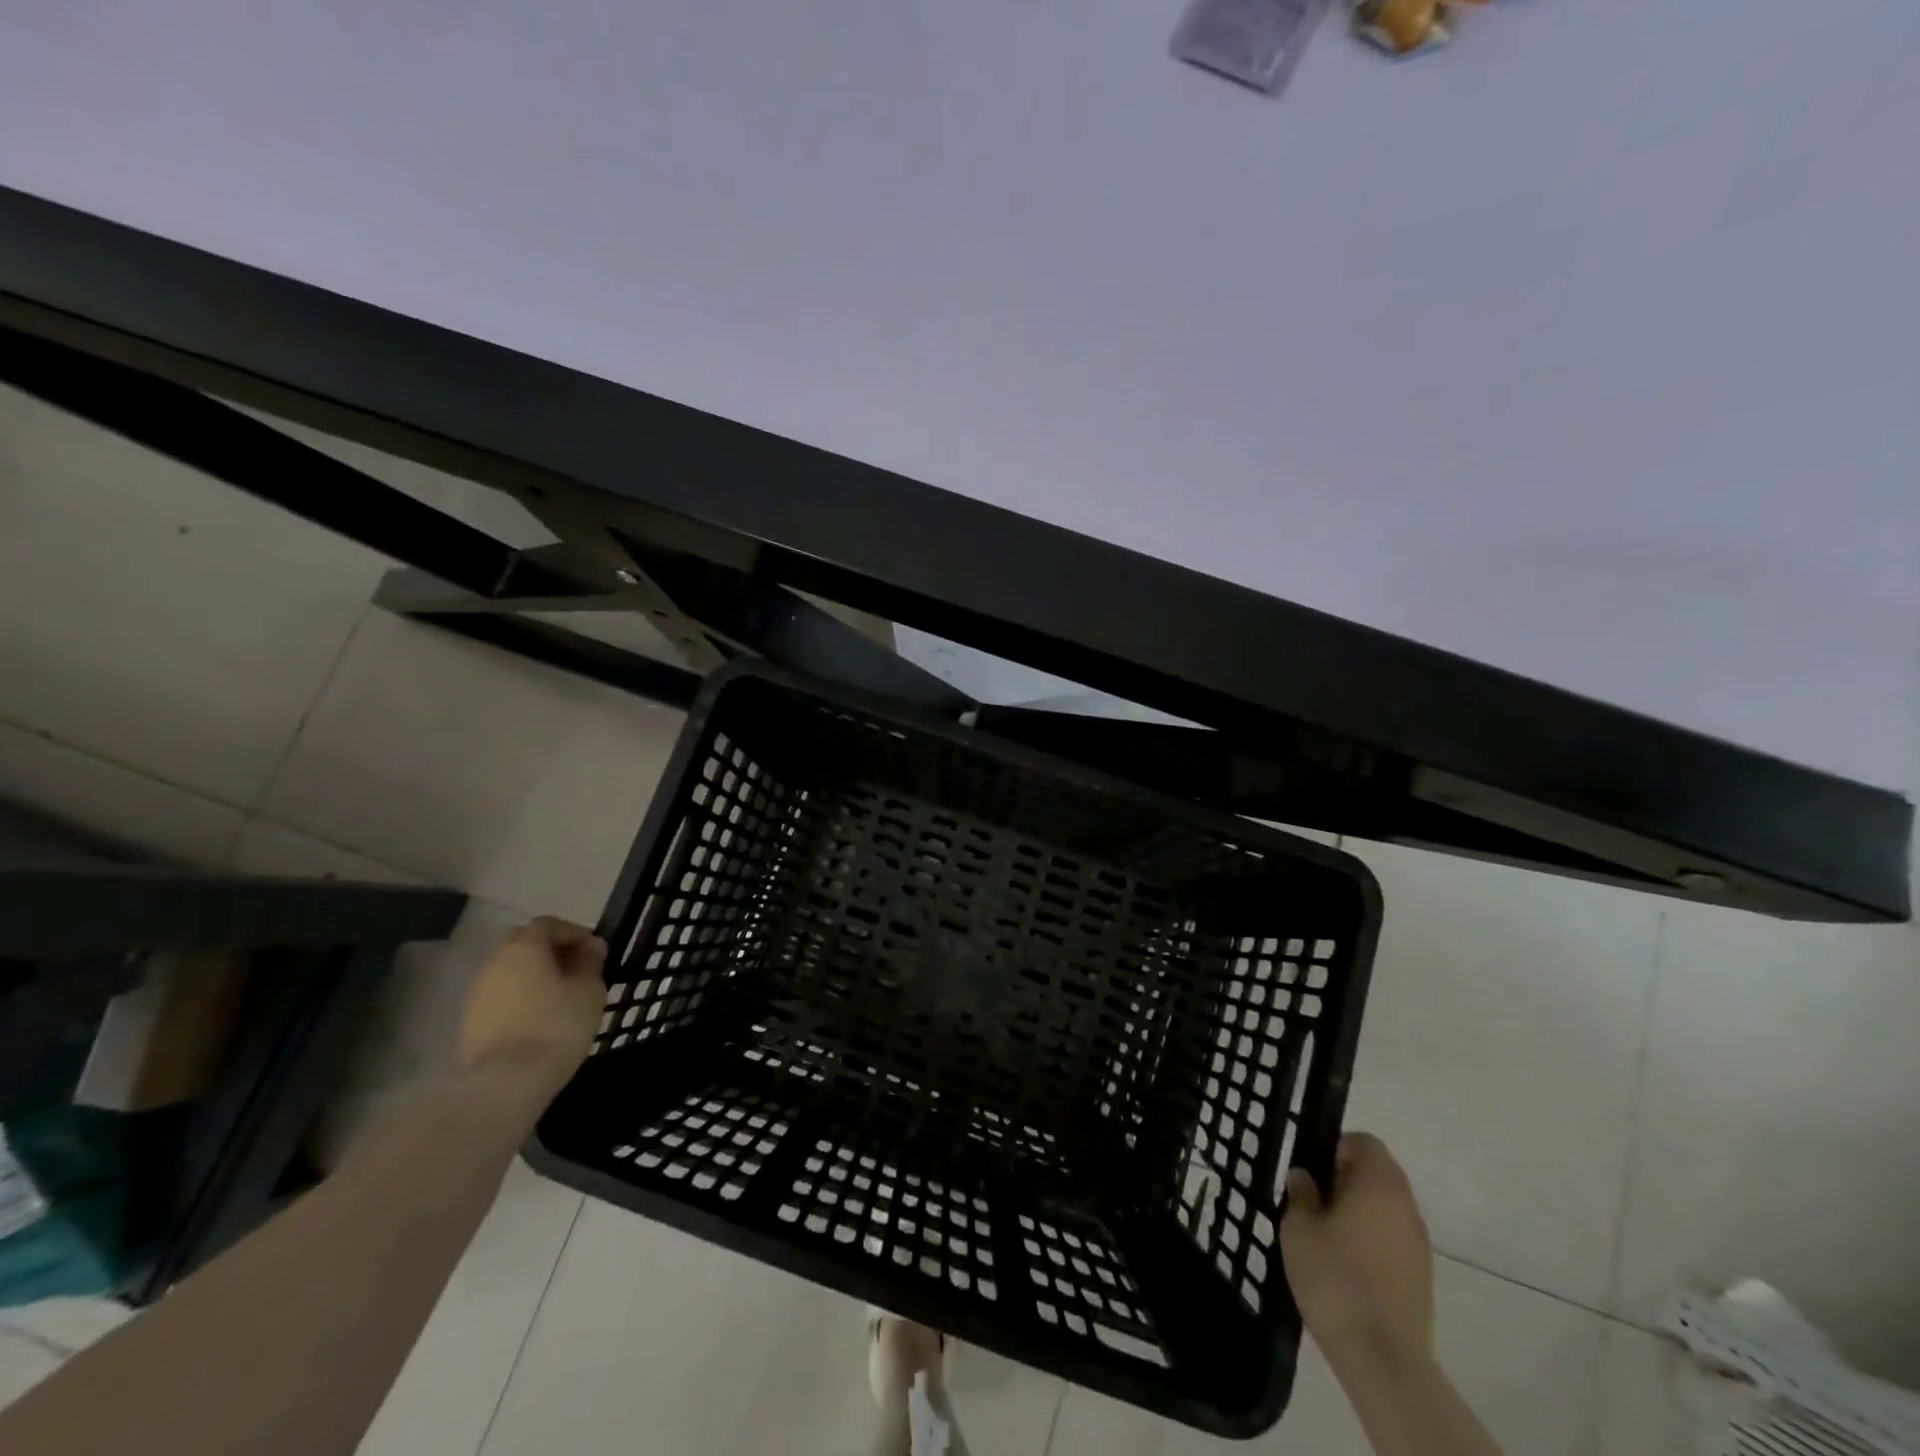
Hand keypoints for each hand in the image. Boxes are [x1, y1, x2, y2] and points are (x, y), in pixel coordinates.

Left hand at [457, 917, 608, 1090]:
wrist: (505, 1083)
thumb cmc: (556, 1026)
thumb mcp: (589, 990)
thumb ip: (590, 963)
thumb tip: (590, 947)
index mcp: (523, 947)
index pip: (549, 924)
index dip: (574, 933)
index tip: (595, 951)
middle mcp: (494, 963)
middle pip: (524, 944)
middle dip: (551, 951)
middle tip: (577, 969)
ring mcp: (476, 994)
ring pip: (510, 973)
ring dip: (534, 977)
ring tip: (560, 997)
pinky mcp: (470, 1023)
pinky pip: (501, 998)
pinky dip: (521, 999)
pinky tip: (540, 1018)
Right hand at [1281, 1133, 1433, 1362]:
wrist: (1383, 1358)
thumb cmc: (1335, 1277)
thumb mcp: (1298, 1227)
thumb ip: (1301, 1194)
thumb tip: (1305, 1177)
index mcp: (1379, 1183)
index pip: (1364, 1142)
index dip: (1335, 1147)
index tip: (1311, 1171)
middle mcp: (1406, 1205)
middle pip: (1378, 1174)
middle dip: (1345, 1180)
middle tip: (1312, 1200)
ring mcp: (1419, 1244)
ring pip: (1385, 1208)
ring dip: (1358, 1211)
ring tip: (1325, 1235)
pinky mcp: (1421, 1277)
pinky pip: (1392, 1239)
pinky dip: (1371, 1240)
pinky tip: (1345, 1265)